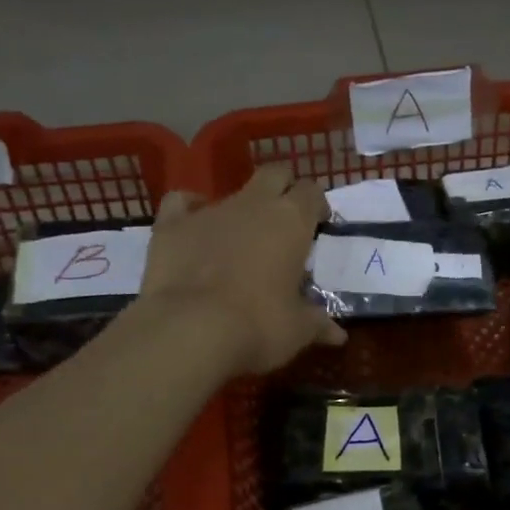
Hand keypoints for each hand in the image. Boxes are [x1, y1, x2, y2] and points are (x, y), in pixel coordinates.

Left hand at [143, 164, 345, 374]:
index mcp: (291, 221)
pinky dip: (190, 210)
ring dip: (241, 210)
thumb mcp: (297, 330)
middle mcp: (253, 204)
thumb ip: (318, 324)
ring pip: (232, 192)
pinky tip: (195, 227)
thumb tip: (338, 335)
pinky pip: (182, 202)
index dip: (316, 205)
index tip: (318, 225)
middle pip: (275, 174)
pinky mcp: (171, 224)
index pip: (312, 192)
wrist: (191, 329)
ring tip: (241, 242)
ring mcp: (209, 210)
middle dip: (283, 190)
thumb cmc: (259, 326)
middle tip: (285, 221)